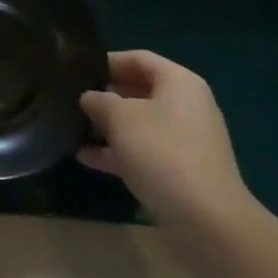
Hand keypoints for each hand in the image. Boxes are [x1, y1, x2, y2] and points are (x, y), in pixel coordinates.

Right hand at [80, 50, 255, 226]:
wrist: (205, 218)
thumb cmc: (162, 152)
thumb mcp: (122, 118)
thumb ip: (100, 101)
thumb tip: (89, 97)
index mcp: (179, 82)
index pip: (139, 59)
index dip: (107, 61)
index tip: (78, 70)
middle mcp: (186, 105)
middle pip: (139, 91)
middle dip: (105, 96)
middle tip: (71, 100)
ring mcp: (185, 140)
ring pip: (139, 124)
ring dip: (108, 126)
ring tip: (72, 128)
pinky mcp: (180, 170)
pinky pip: (143, 151)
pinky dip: (118, 152)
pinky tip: (85, 157)